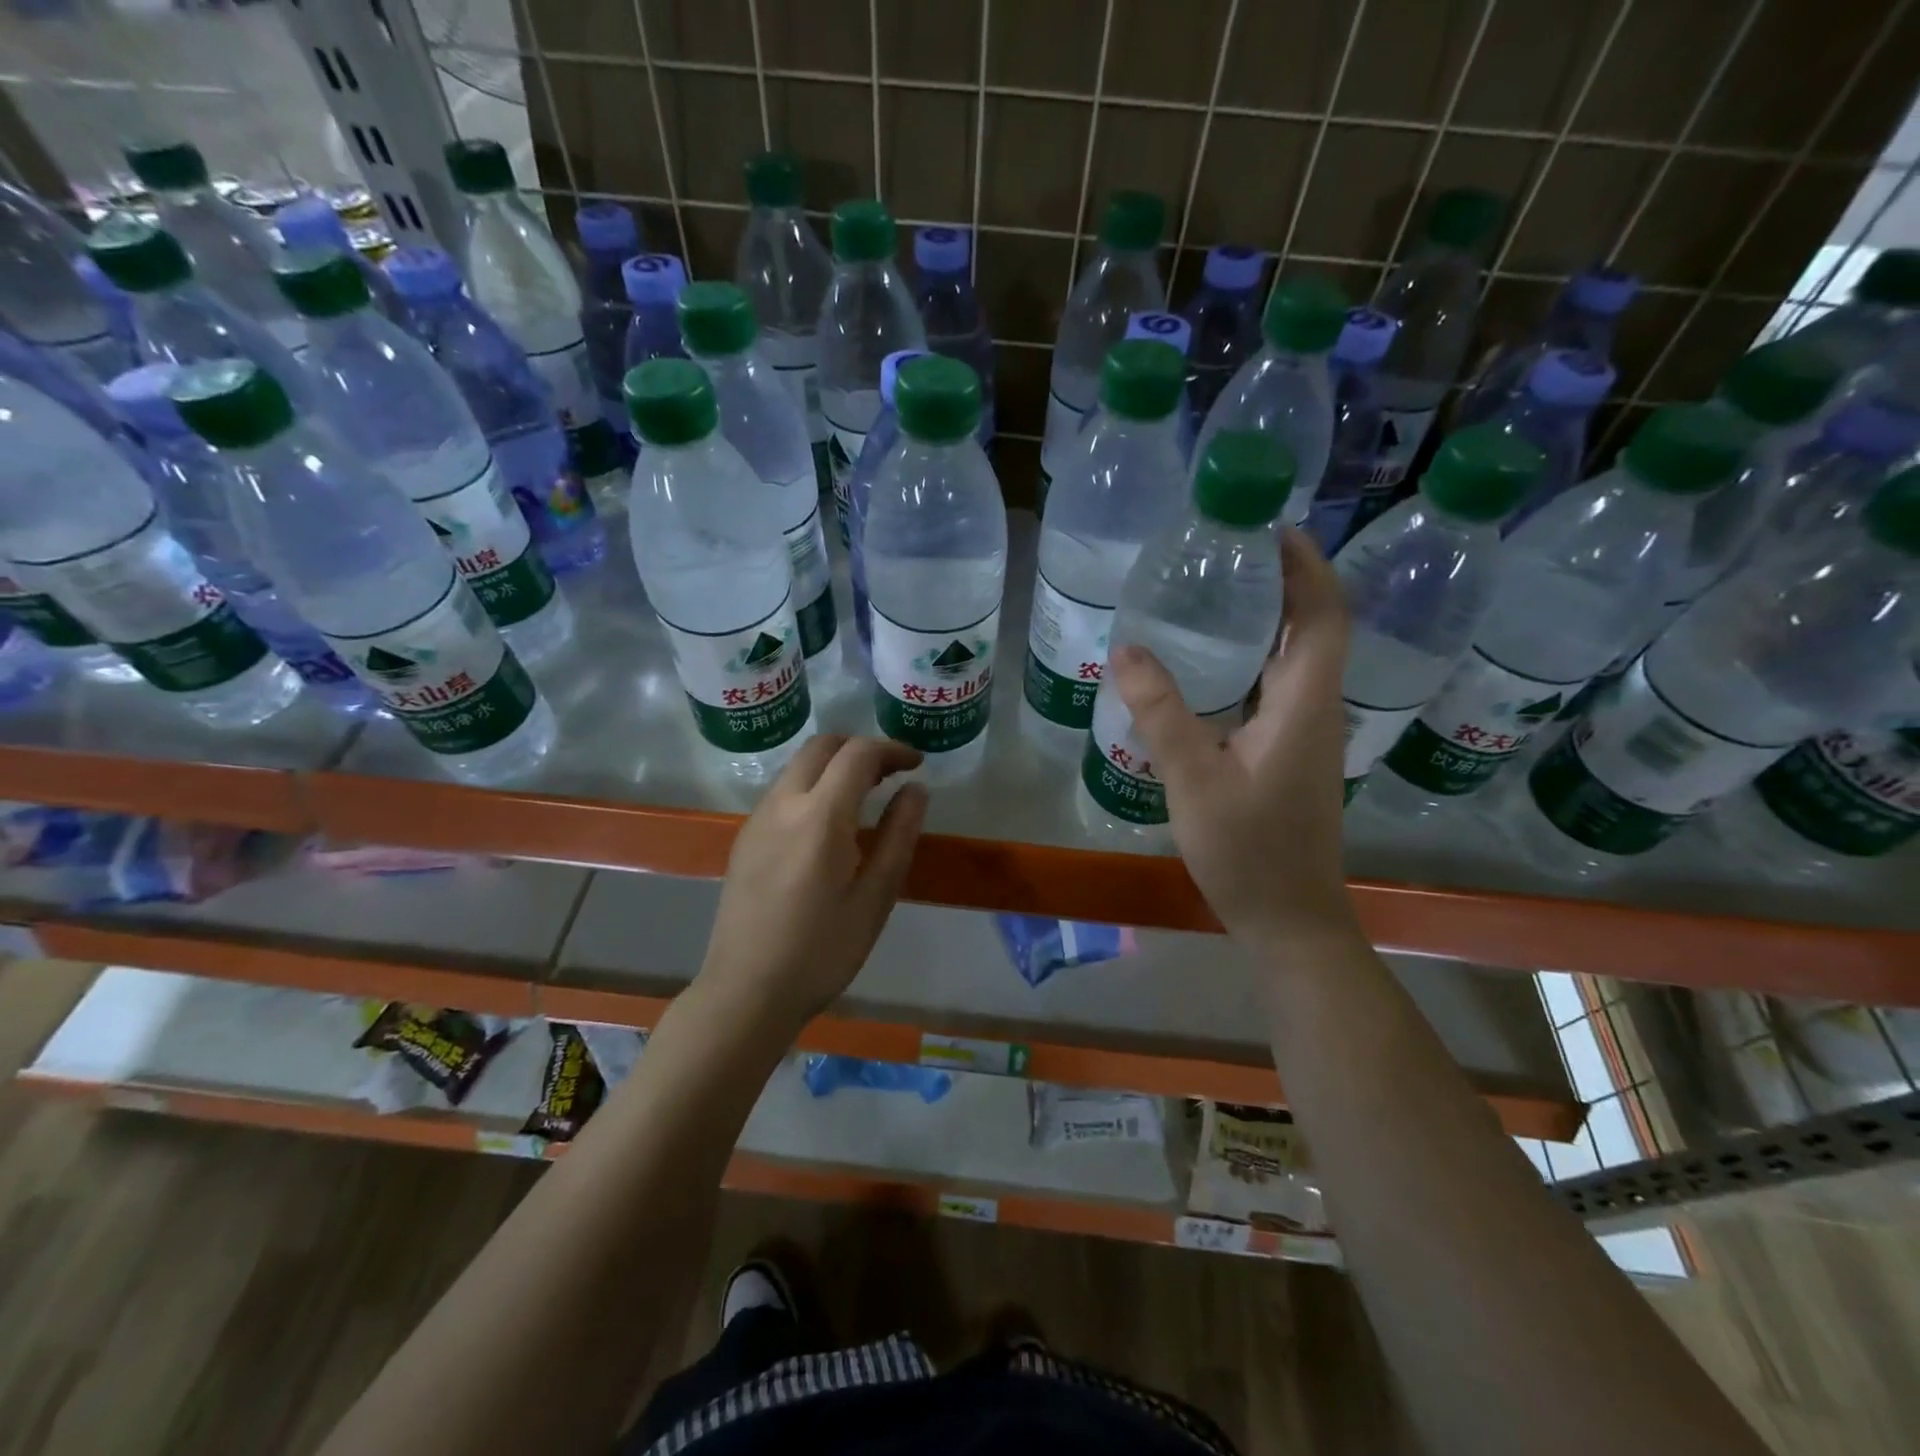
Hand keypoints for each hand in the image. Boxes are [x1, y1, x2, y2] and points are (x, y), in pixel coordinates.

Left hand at [699, 735, 928, 1028]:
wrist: (746, 992)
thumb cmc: (822, 951)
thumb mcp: (875, 897)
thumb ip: (898, 835)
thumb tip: (916, 790)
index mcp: (820, 817)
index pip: (857, 754)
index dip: (892, 749)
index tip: (917, 764)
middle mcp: (782, 804)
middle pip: (822, 746)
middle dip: (860, 748)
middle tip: (891, 774)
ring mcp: (757, 819)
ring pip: (798, 766)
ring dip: (834, 766)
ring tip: (866, 797)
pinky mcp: (745, 837)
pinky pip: (783, 791)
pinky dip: (813, 786)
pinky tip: (830, 825)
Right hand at [1110, 528, 1356, 949]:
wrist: (1289, 918)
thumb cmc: (1249, 852)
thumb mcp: (1195, 781)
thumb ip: (1162, 714)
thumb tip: (1127, 649)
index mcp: (1305, 706)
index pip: (1323, 616)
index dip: (1307, 566)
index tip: (1271, 527)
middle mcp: (1315, 710)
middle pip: (1313, 628)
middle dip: (1283, 581)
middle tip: (1226, 552)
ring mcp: (1304, 733)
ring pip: (1295, 658)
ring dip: (1269, 618)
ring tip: (1213, 592)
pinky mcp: (1288, 753)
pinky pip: (1276, 687)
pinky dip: (1252, 658)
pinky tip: (1208, 662)